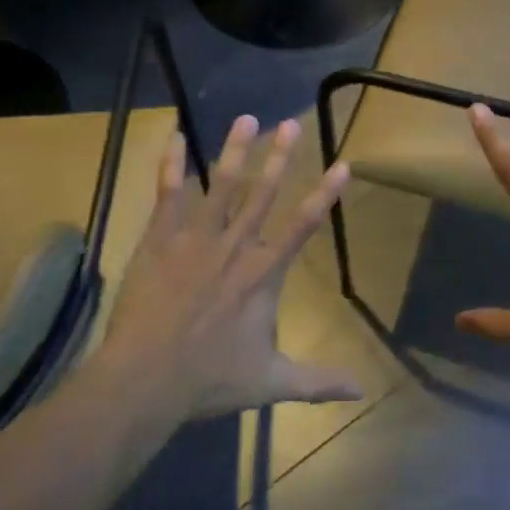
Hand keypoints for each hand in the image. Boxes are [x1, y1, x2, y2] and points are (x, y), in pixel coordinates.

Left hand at [92, 116, 361, 422]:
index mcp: (264, 274)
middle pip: (264, 193)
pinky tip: (175, 136)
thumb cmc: (210, 379)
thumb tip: (362, 391)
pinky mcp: (160, 240)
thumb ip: (317, 381)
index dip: (325, 194)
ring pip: (221, 185)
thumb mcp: (271, 383)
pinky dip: (171, 165)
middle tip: (291, 123)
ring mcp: (196, 239)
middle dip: (280, 157)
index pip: (304, 225)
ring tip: (247, 118)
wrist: (146, 380)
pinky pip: (168, 195)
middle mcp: (235, 246)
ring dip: (236, 150)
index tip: (343, 164)